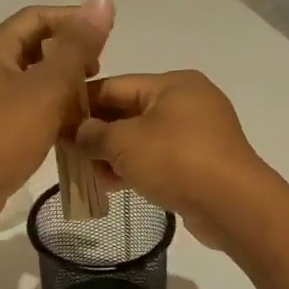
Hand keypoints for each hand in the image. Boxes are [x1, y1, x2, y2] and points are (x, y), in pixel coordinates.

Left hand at [0, 0, 113, 239]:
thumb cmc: (3, 135)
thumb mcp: (47, 88)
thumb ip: (77, 47)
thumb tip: (103, 2)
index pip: (36, 17)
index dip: (72, 20)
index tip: (106, 36)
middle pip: (33, 46)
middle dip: (68, 54)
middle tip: (98, 71)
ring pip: (31, 79)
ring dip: (61, 84)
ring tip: (90, 100)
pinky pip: (26, 106)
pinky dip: (50, 109)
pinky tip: (71, 126)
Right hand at [74, 70, 277, 250]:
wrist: (233, 205)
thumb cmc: (176, 161)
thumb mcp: (124, 143)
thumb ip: (93, 134)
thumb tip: (79, 133)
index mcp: (172, 83)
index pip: (115, 85)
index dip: (82, 103)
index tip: (55, 121)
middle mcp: (188, 101)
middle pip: (129, 112)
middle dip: (97, 133)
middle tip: (67, 152)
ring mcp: (199, 132)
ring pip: (143, 138)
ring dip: (114, 155)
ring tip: (88, 175)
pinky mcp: (203, 161)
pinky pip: (160, 157)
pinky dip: (136, 167)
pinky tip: (114, 185)